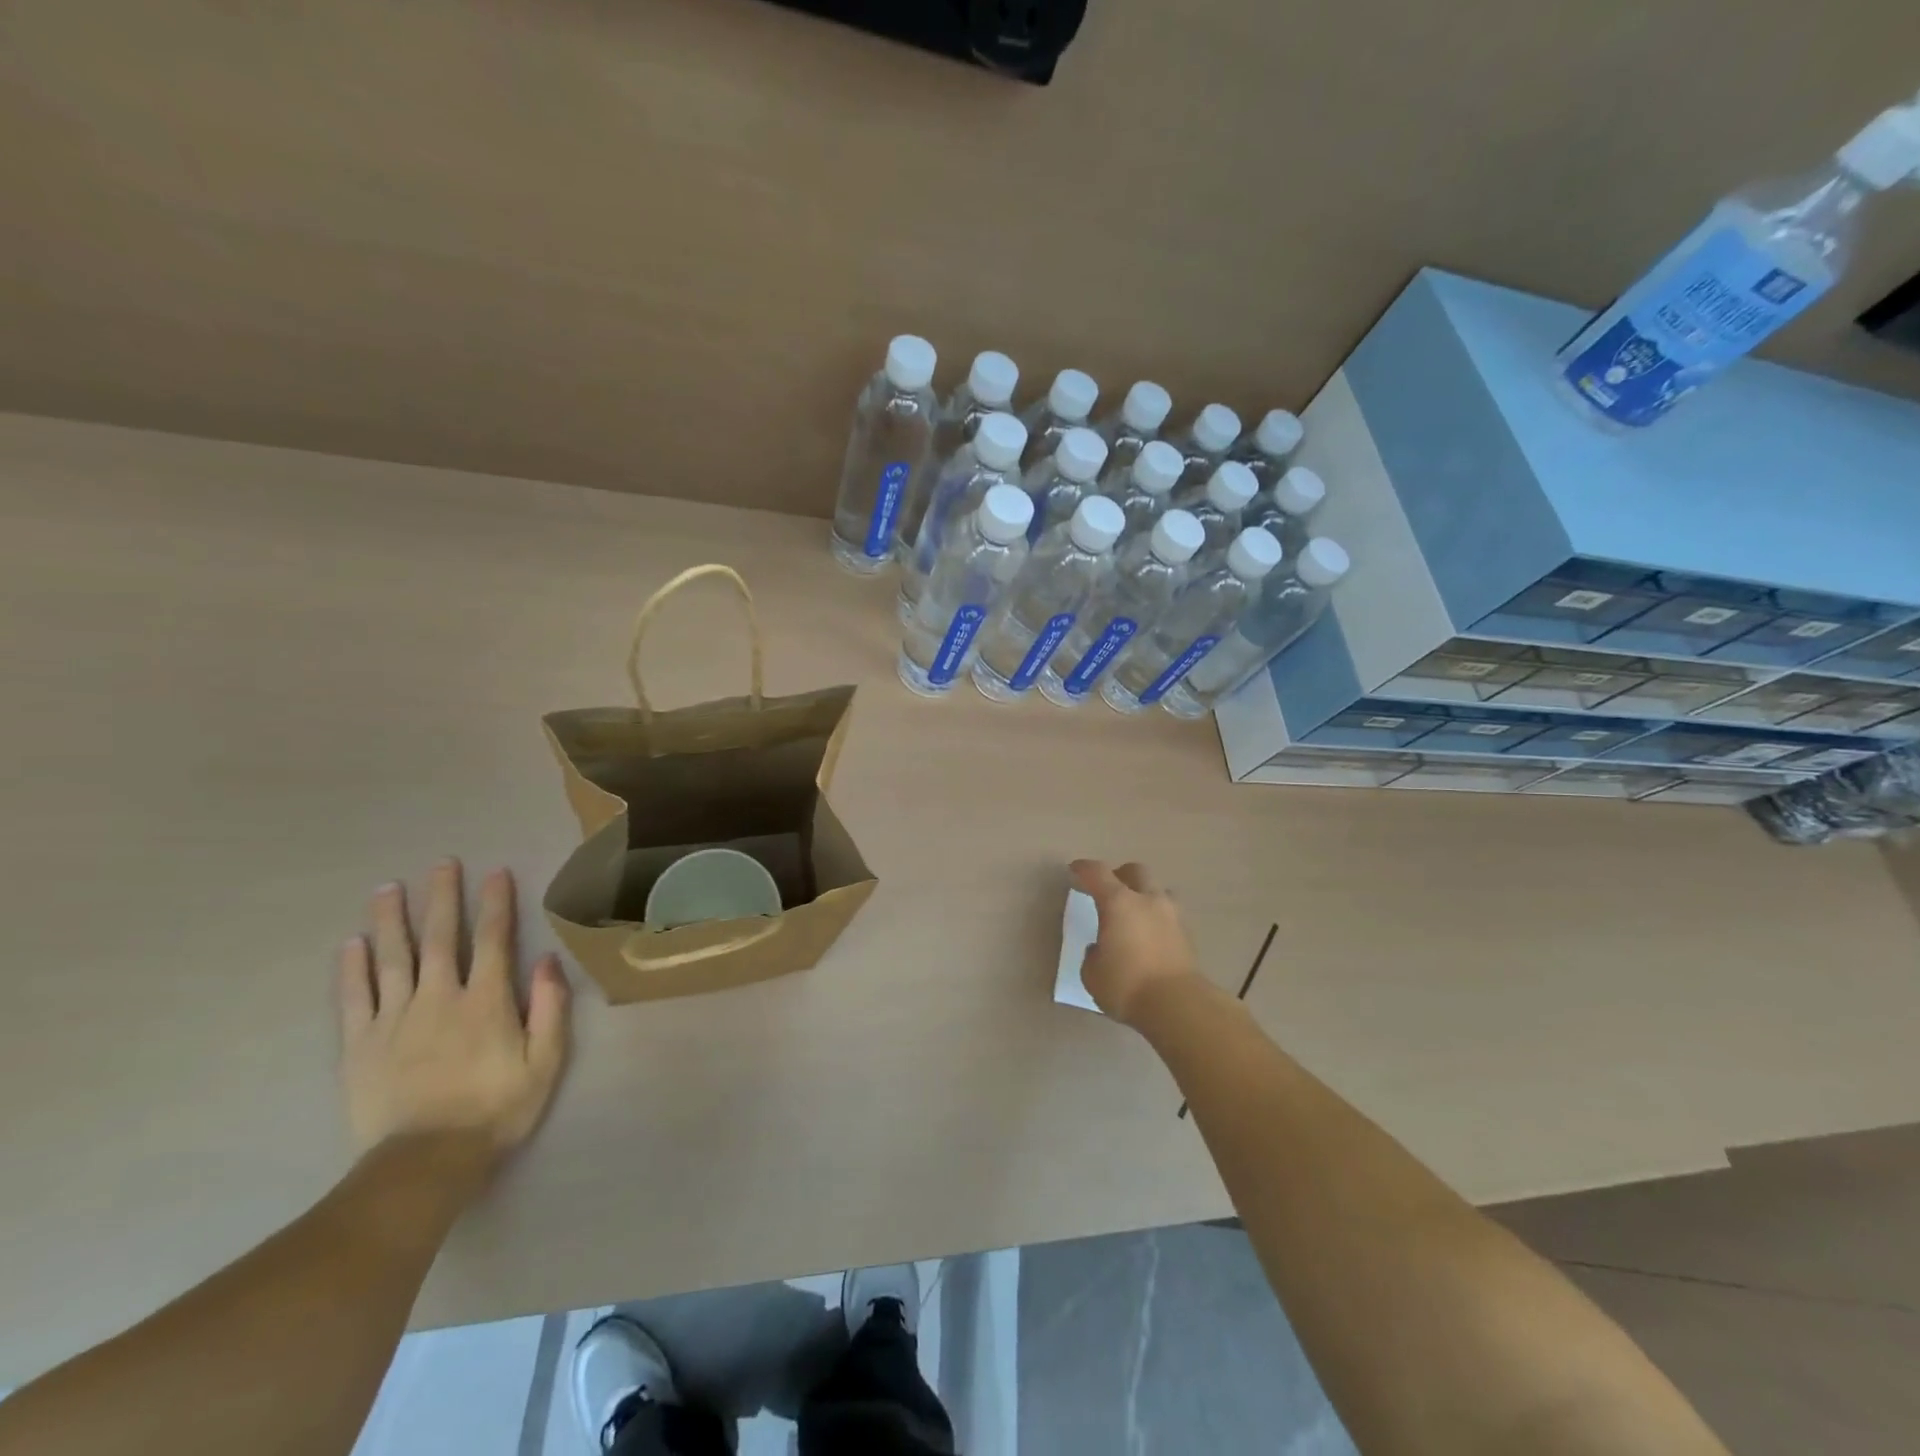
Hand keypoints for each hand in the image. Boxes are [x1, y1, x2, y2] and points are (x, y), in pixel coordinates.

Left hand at [337, 860, 569, 1160]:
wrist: (425, 1163)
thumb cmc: (496, 1110)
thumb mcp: (545, 1061)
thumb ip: (550, 1008)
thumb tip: (548, 961)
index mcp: (486, 1001)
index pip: (493, 940)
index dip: (495, 904)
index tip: (494, 872)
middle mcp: (439, 998)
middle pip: (441, 938)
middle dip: (443, 898)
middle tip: (442, 863)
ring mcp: (394, 1020)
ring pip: (393, 958)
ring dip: (392, 920)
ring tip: (388, 888)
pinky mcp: (360, 1045)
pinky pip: (354, 998)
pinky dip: (352, 968)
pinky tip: (352, 944)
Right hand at [1069, 859, 1201, 1025]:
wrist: (1178, 1006)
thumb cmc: (1127, 986)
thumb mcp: (1093, 974)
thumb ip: (1093, 954)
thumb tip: (1099, 948)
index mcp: (1118, 902)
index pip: (1097, 873)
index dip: (1083, 868)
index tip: (1075, 870)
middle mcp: (1147, 900)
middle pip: (1135, 871)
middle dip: (1120, 875)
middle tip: (1108, 890)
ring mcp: (1172, 915)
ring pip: (1158, 890)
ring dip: (1145, 895)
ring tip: (1135, 913)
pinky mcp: (1188, 935)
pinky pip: (1170, 914)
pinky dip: (1158, 918)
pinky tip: (1151, 935)